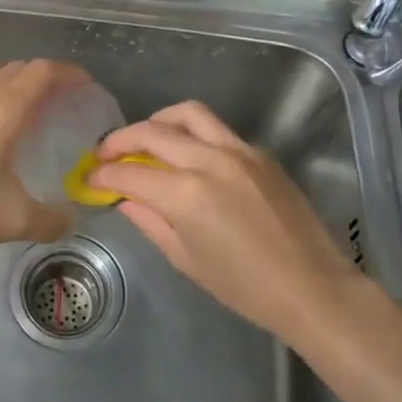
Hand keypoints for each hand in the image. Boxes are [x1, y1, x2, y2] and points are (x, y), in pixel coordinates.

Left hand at [0, 59, 88, 258]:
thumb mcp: (12, 220)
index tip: (88, 86)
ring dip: (19, 83)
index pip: (44, 72)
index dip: (70, 73)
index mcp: (4, 108)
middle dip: (48, 76)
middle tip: (67, 100)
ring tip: (35, 109)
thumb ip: (49, 220)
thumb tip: (71, 221)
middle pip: (20, 68)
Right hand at [90, 101, 354, 339]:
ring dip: (157, 121)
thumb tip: (124, 198)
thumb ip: (150, 220)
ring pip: (187, 114)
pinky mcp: (259, 152)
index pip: (130, 172)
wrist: (312, 287)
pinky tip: (187, 156)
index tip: (89, 178)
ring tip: (145, 140)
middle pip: (152, 132)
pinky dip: (192, 133)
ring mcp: (238, 150)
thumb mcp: (186, 259)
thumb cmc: (244, 287)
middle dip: (120, 140)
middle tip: (106, 154)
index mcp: (186, 194)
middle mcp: (209, 160)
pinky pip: (216, 130)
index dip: (103, 175)